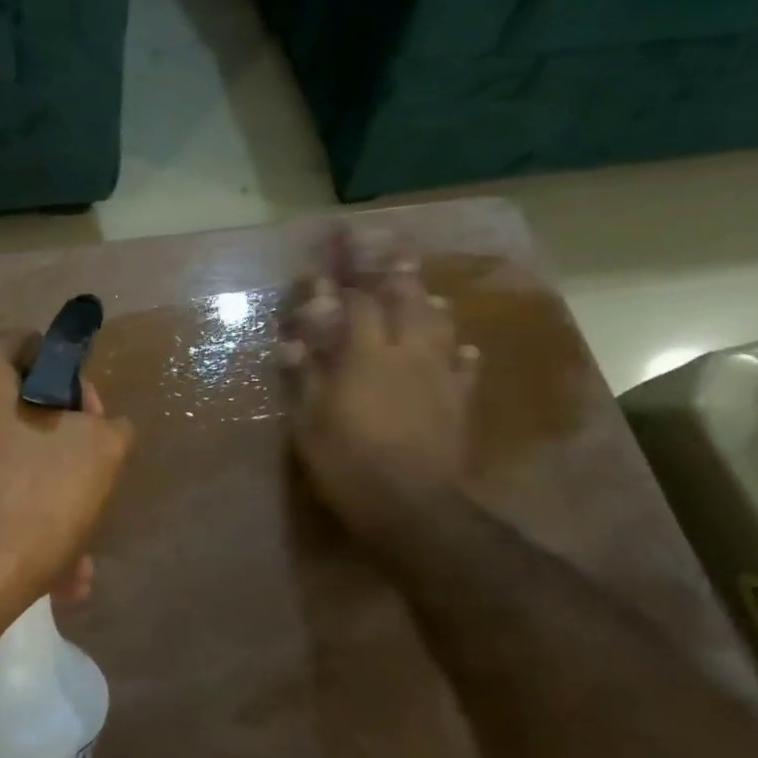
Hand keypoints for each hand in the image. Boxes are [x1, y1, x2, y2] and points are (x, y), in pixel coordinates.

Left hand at [0, 332, 133, 624]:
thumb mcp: (99, 453)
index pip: (33, 346)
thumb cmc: (25, 502)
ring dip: (44, 508)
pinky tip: (42, 577)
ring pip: (1, 471)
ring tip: (74, 564)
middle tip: (88, 497)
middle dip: (63, 460)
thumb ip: (109, 426)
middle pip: (18, 416)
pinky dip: (8, 530)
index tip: (94, 428)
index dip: (75, 382)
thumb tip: (98, 429)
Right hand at [281, 228, 481, 559]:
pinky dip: (463, 355)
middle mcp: (406, 354)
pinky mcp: (460, 402)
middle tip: (398, 252)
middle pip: (406, 303)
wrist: (412, 505)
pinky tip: (465, 350)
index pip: (356, 306)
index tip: (330, 269)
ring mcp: (439, 376)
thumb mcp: (309, 425)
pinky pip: (466, 369)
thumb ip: (303, 379)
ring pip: (441, 328)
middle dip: (398, 276)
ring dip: (432, 307)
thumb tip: (291, 343)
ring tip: (429, 295)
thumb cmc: (349, 464)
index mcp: (365, 356)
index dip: (342, 285)